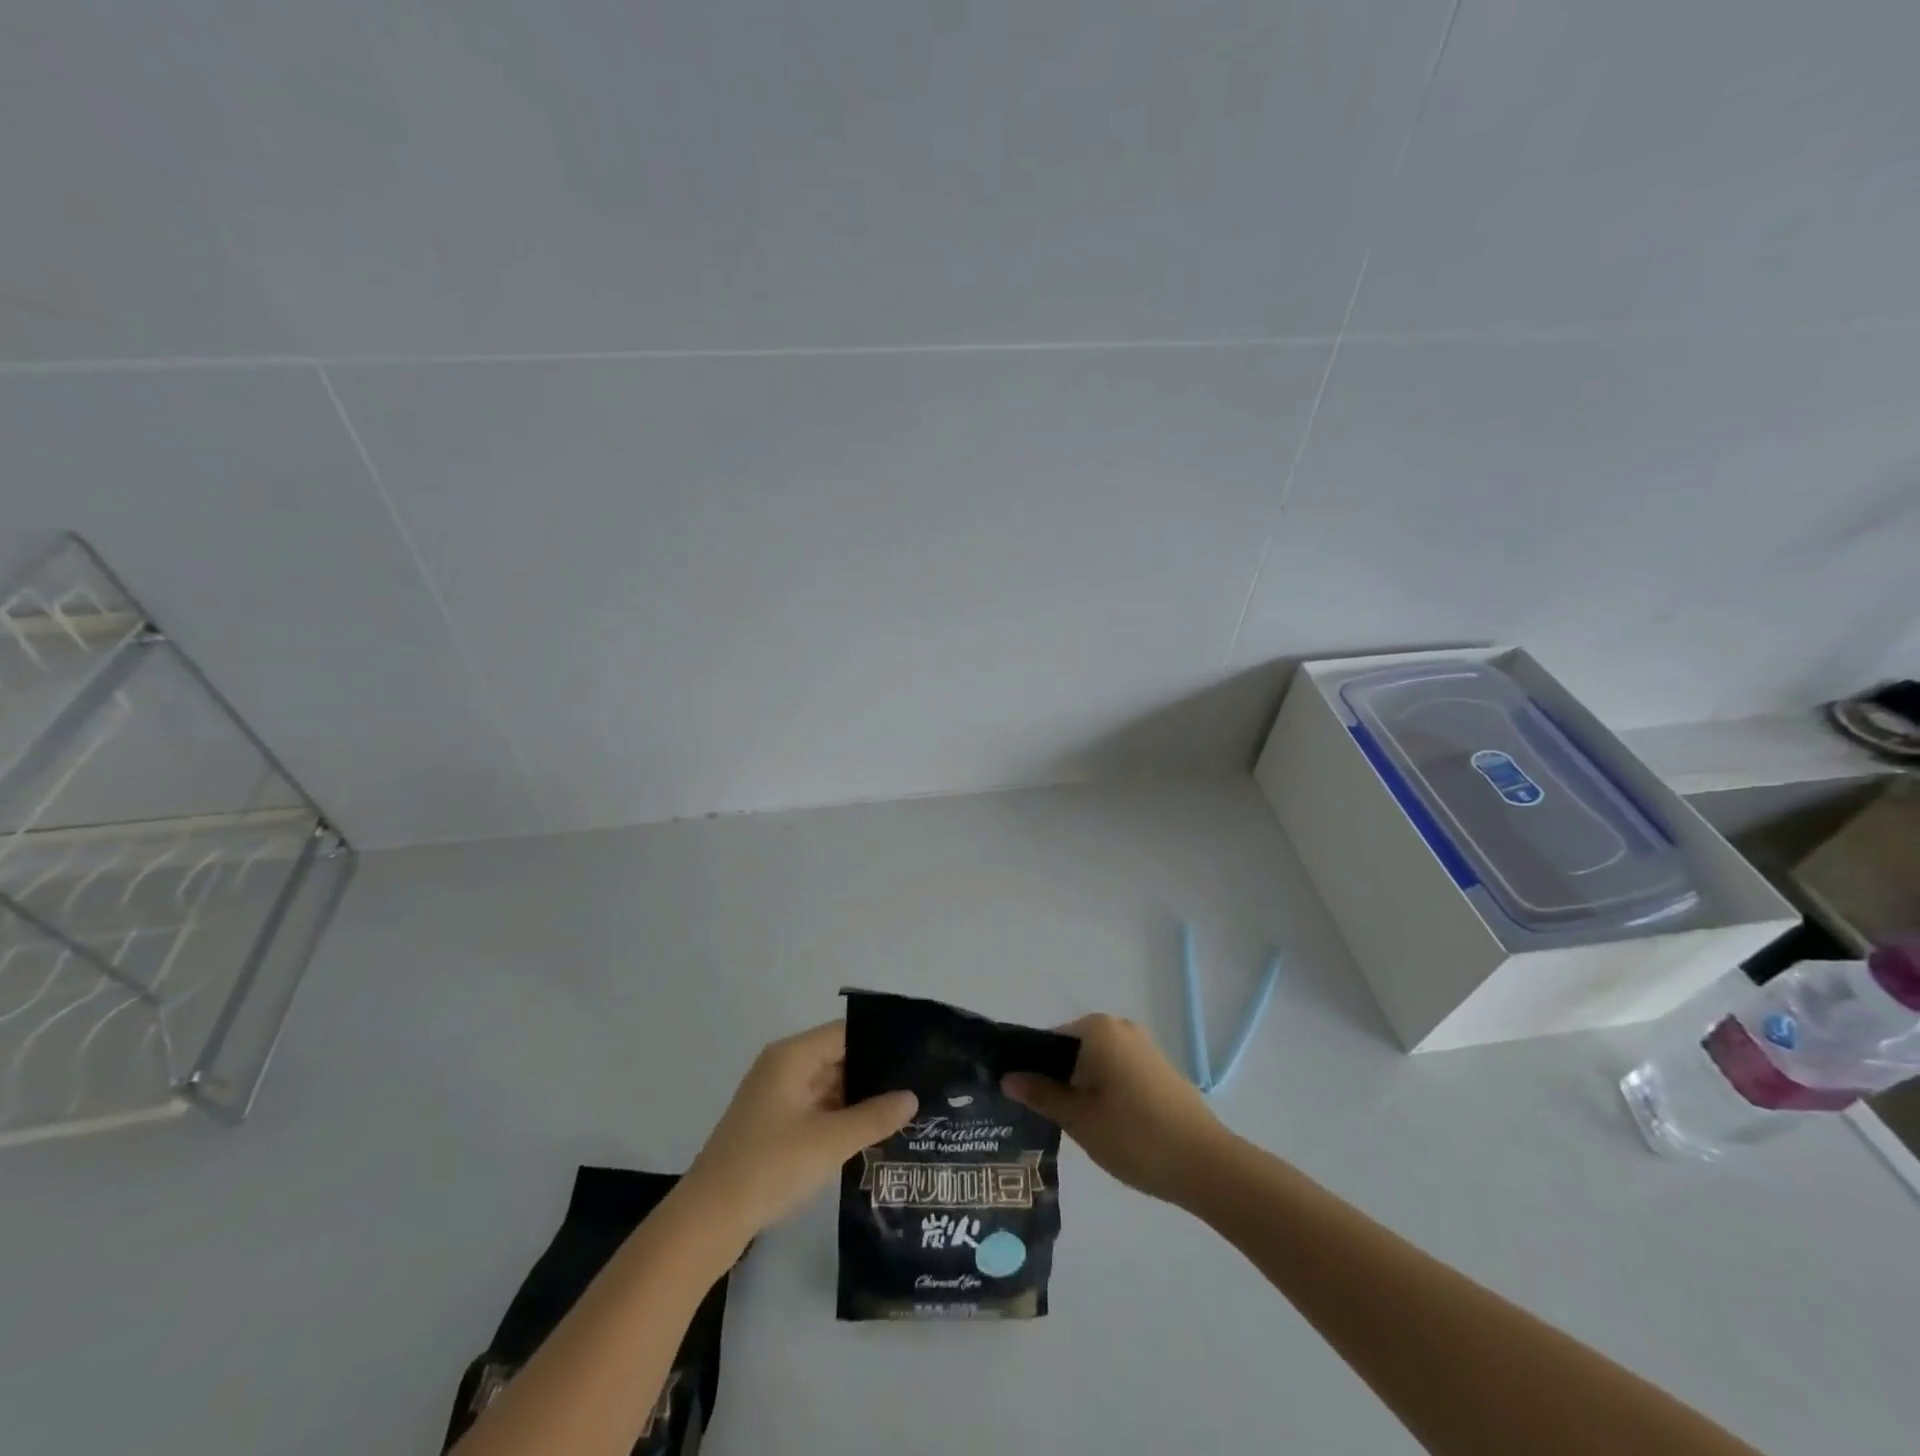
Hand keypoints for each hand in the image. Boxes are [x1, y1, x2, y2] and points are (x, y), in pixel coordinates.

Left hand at [681, 1021, 916, 1245]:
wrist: (707, 1221)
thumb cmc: (769, 1167)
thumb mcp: (829, 1142)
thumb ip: (874, 1117)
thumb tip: (912, 1097)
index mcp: (792, 1056)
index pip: (845, 1033)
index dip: (880, 1041)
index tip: (917, 1054)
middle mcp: (782, 1067)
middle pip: (837, 1057)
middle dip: (874, 1073)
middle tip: (918, 1086)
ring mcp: (775, 1098)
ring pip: (828, 1086)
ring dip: (858, 1099)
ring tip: (903, 1110)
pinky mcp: (772, 1126)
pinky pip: (816, 1109)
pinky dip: (840, 1118)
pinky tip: (870, 1133)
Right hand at [1003, 1013, 1231, 1207]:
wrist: (1206, 1164)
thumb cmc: (1134, 1135)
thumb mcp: (1078, 1118)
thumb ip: (1041, 1095)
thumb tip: (1008, 1078)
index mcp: (1098, 1028)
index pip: (1048, 1041)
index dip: (1030, 1069)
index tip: (1019, 1099)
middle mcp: (1120, 1027)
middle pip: (1072, 1051)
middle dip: (1055, 1080)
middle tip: (1041, 1118)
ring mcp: (1143, 1047)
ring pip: (1095, 1064)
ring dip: (1079, 1088)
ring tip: (1068, 1126)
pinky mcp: (1158, 1070)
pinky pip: (1117, 1073)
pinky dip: (1103, 1092)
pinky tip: (1101, 1126)